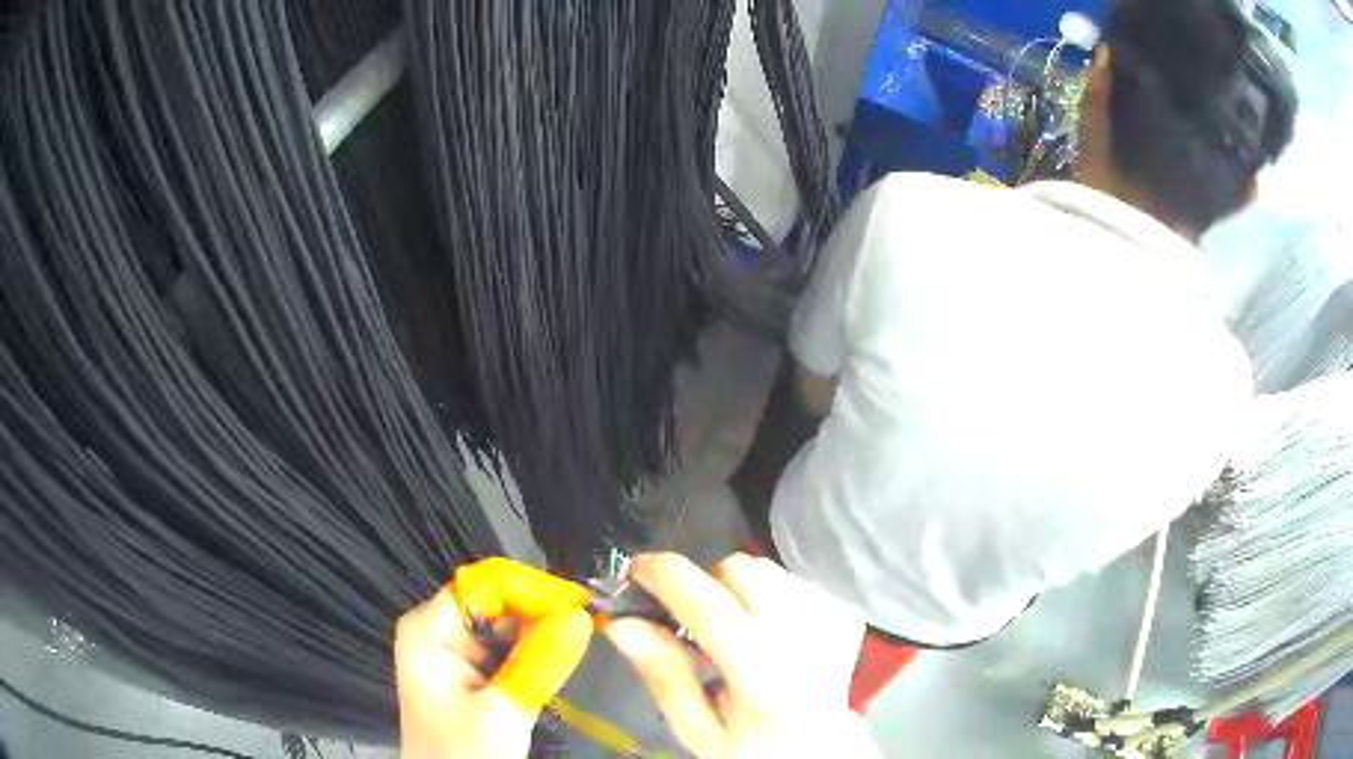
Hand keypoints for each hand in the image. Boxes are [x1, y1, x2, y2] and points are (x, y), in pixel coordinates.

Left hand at [395, 559, 593, 758]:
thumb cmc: (462, 753)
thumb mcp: (502, 713)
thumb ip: (539, 665)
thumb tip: (582, 615)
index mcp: (429, 628)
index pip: (486, 585)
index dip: (534, 590)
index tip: (583, 607)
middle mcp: (440, 627)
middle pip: (498, 600)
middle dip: (543, 613)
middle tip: (592, 629)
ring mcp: (455, 647)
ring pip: (508, 623)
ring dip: (544, 633)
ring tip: (581, 644)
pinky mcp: (472, 667)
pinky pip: (510, 646)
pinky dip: (537, 652)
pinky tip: (559, 662)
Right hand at [605, 553, 880, 757]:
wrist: (816, 748)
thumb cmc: (749, 745)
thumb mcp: (697, 728)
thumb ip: (665, 676)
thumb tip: (622, 623)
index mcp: (766, 683)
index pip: (715, 612)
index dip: (670, 580)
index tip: (637, 570)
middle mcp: (808, 644)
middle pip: (746, 572)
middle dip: (708, 584)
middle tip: (694, 618)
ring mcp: (832, 625)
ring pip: (770, 570)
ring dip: (740, 588)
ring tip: (736, 629)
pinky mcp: (845, 615)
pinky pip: (794, 579)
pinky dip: (770, 593)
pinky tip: (767, 629)